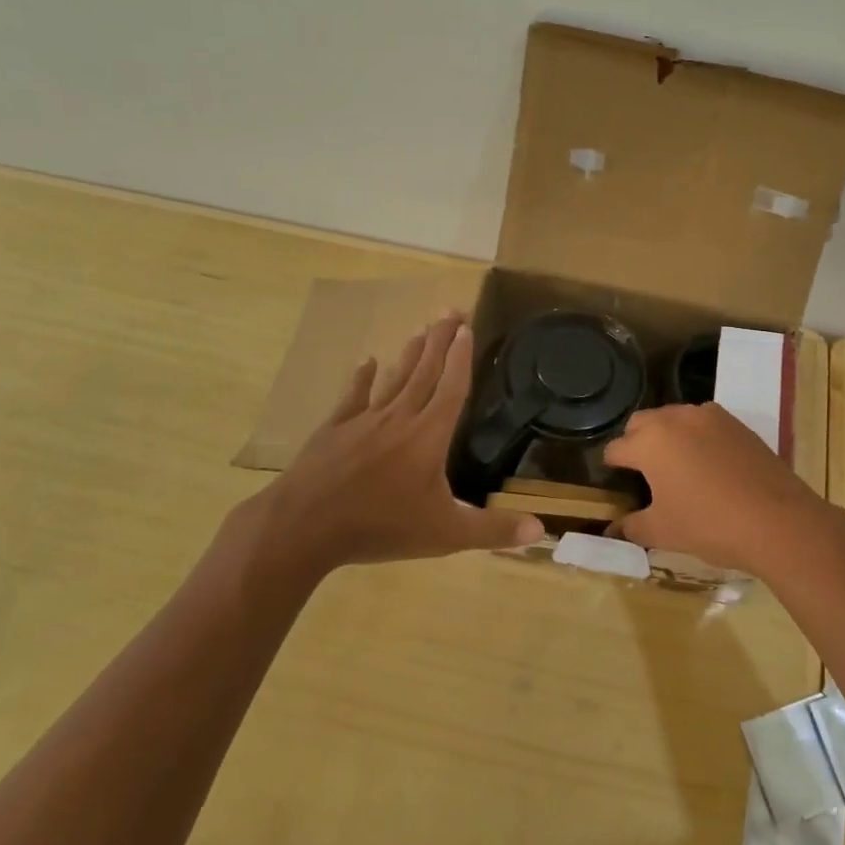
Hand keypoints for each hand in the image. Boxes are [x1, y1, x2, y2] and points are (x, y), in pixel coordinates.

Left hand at [222, 314, 541, 576]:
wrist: (304, 526)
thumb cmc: (380, 527)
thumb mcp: (445, 535)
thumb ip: (493, 530)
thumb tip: (541, 531)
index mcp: (429, 435)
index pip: (452, 387)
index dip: (461, 357)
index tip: (467, 327)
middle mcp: (399, 417)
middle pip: (425, 371)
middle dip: (440, 339)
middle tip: (450, 310)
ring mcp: (363, 420)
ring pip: (394, 378)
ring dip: (410, 353)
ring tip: (421, 329)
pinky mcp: (334, 430)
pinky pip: (353, 396)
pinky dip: (362, 378)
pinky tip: (367, 361)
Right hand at [604, 402, 844, 578]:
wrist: (777, 521)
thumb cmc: (709, 525)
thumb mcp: (663, 532)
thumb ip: (632, 526)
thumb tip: (614, 529)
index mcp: (650, 442)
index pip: (616, 448)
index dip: (611, 466)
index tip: (614, 481)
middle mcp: (675, 419)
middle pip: (641, 423)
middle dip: (635, 442)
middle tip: (642, 472)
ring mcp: (709, 416)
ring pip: (674, 417)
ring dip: (667, 435)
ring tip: (676, 466)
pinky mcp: (736, 422)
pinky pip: (703, 422)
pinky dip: (696, 436)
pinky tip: (707, 464)